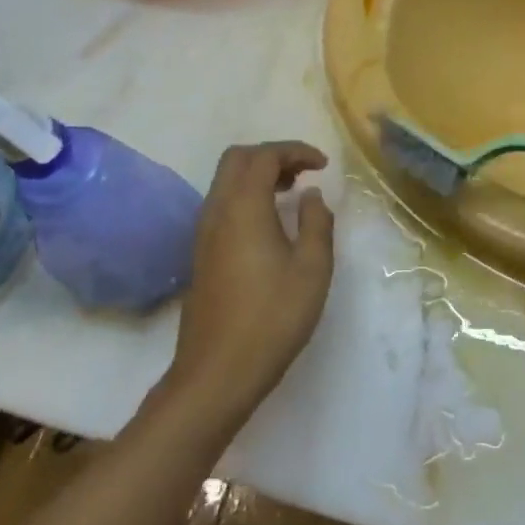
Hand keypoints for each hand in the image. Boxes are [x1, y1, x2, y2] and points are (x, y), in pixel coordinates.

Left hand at [168, 142, 334, 416]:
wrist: (216, 374)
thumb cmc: (272, 318)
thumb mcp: (312, 269)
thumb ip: (317, 222)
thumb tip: (311, 195)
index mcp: (243, 207)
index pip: (265, 156)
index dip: (296, 151)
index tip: (323, 165)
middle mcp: (217, 211)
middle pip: (238, 159)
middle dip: (272, 156)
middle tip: (304, 172)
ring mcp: (204, 233)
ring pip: (226, 181)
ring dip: (258, 175)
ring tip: (292, 193)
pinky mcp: (201, 254)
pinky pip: (222, 204)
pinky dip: (247, 196)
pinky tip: (270, 223)